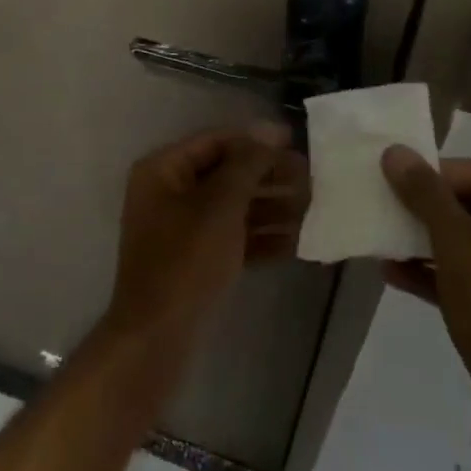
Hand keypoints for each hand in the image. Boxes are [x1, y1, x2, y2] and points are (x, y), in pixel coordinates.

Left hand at [103, 124, 309, 345]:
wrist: (156, 339)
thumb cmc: (185, 260)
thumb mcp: (220, 205)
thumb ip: (248, 164)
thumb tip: (272, 130)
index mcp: (163, 170)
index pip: (215, 142)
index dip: (255, 141)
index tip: (296, 144)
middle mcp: (170, 193)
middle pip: (226, 174)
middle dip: (269, 176)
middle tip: (312, 180)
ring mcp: (182, 229)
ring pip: (233, 208)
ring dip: (272, 207)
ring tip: (314, 209)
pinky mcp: (196, 261)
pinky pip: (233, 238)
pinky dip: (262, 238)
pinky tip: (299, 242)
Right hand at [383, 147, 470, 470]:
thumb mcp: (461, 251)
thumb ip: (427, 197)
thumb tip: (396, 151)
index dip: (439, 173)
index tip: (396, 178)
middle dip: (428, 207)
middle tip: (385, 201)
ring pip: (468, 244)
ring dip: (424, 239)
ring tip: (382, 234)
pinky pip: (467, 278)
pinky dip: (432, 273)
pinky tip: (391, 272)